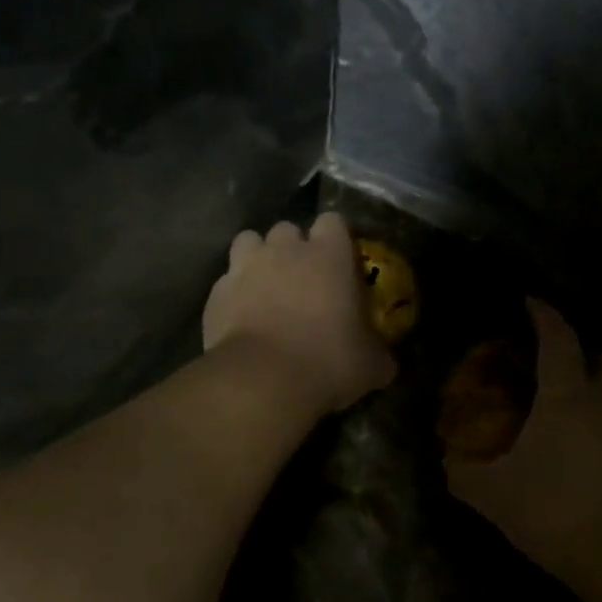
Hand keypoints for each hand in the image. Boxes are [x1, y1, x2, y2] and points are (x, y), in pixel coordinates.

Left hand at [203, 212, 396, 414]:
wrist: (262, 380)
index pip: (333, 221)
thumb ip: (378, 353)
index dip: (335, 239)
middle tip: (301, 279)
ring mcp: (245, 267)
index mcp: (329, 255)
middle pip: (287, 228)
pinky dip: (234, 293)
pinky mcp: (217, 292)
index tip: (339, 262)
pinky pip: (226, 281)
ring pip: (249, 242)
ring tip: (265, 287)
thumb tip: (385, 362)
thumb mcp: (370, 365)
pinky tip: (241, 317)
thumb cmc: (328, 362)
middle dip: (292, 248)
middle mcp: (285, 250)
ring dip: (257, 258)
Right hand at [446, 300, 601, 584]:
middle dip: (587, 357)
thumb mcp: (496, 495)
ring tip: (576, 417)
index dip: (544, 315)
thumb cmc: (558, 511)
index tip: (531, 302)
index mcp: (568, 395)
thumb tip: (447, 463)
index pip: (558, 338)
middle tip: (560, 375)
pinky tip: (595, 457)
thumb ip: (466, 475)